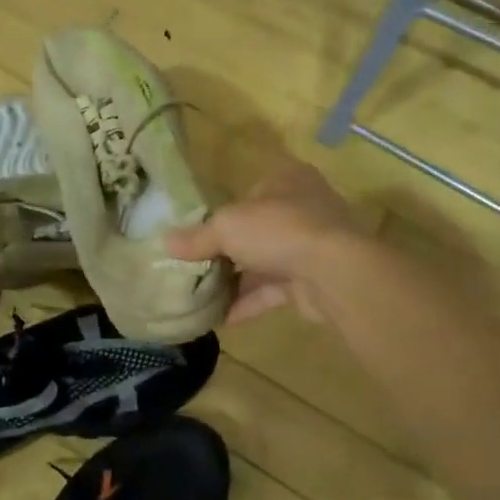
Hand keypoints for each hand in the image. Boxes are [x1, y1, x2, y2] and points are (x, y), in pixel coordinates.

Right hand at [165, 164, 360, 324]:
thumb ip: (197, 237)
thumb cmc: (279, 230)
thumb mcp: (227, 226)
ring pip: (265, 261)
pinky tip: (220, 319)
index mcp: (288, 180)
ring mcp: (312, 246)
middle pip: (257, 229)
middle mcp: (304, 208)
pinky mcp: (313, 280)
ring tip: (202, 295)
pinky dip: (249, 302)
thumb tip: (165, 243)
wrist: (334, 273)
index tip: (199, 234)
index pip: (250, 193)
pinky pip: (274, 290)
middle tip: (197, 267)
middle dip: (228, 250)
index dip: (224, 212)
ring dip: (237, 280)